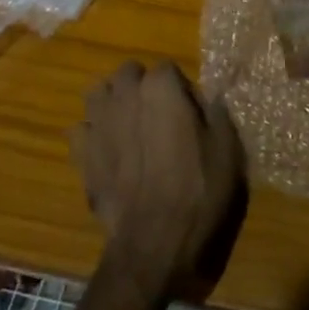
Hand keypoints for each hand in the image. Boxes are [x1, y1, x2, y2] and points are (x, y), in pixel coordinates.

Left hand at [73, 60, 246, 302]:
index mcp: (161, 86)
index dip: (180, 89)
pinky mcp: (81, 153)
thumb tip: (210, 94)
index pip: (168, 69)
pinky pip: (81, 130)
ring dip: (112, 102)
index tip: (190, 114)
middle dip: (141, 86)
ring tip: (129, 126)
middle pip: (128, 73)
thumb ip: (216, 111)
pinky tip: (107, 152)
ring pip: (98, 93)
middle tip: (159, 116)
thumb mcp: (227, 148)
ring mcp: (98, 123)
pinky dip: (92, 135)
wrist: (156, 241)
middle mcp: (125, 95)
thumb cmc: (199, 189)